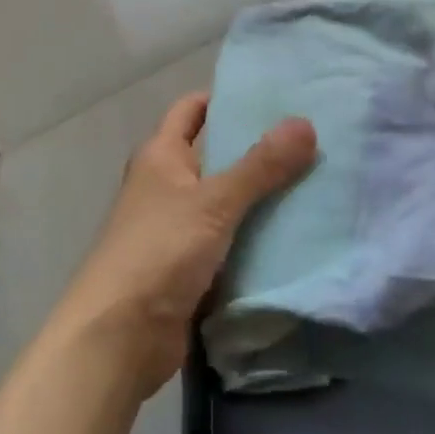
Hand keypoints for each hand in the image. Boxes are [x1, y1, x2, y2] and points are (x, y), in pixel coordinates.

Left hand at [56, 93, 316, 398]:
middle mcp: (166, 185)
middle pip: (215, 155)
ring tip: (316, 180)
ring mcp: (177, 229)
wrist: (118, 338)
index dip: (224, 98)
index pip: (192, 109)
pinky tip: (297, 234)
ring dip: (261, 196)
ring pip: (226, 201)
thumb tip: (306, 123)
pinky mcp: (190, 269)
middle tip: (309, 139)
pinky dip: (256, 237)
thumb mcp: (213, 202)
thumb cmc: (159, 251)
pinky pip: (230, 242)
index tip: (271, 95)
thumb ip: (260, 165)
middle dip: (256, 149)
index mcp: (161, 155)